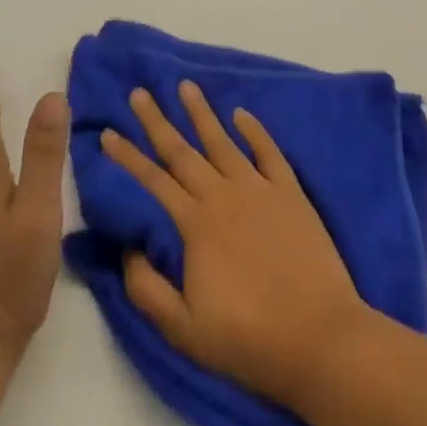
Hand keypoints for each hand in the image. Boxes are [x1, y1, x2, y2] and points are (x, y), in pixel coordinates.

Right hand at [100, 79, 370, 406]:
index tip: (107, 133)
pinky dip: (255, 130)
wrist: (319, 338)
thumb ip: (147, 289)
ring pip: (224, 141)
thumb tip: (129, 249)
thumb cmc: (248, 340)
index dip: (128, 157)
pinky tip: (241, 113)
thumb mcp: (183, 330)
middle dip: (157, 121)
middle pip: (183, 151)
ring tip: (186, 85)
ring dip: (202, 113)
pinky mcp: (291, 193)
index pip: (154, 181)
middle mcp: (224, 196)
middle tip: (139, 92)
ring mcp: (260, 190)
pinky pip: (269, 152)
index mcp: (196, 225)